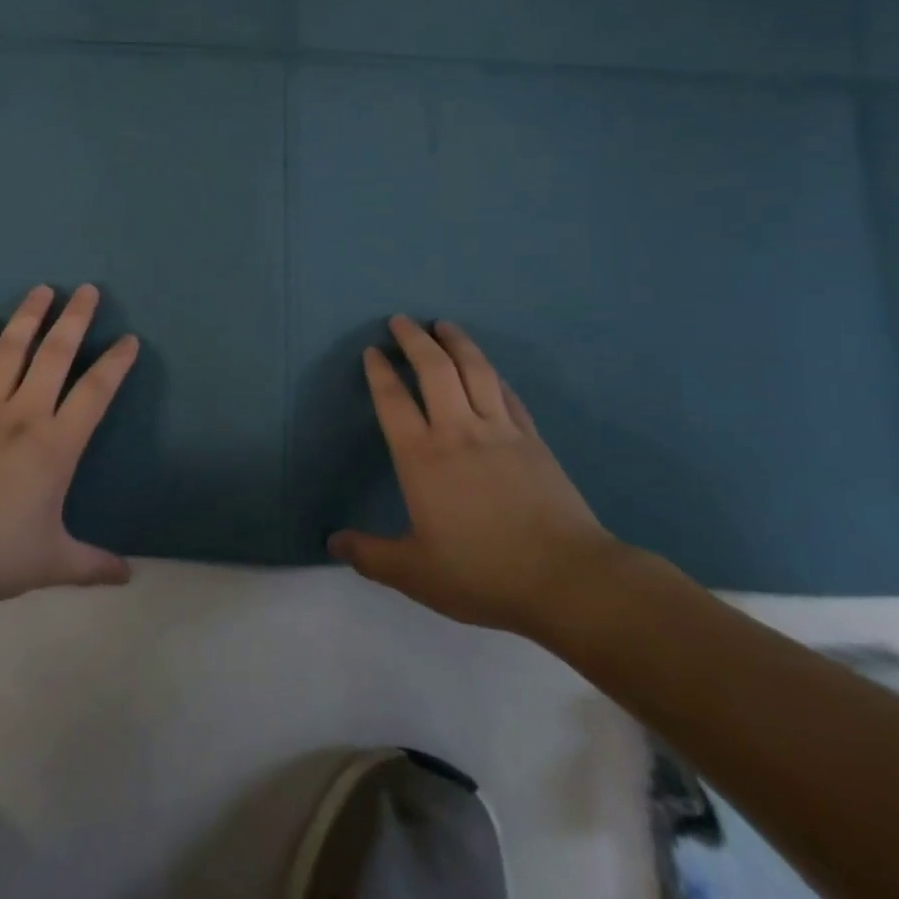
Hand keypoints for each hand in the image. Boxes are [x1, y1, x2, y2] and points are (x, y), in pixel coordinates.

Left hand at [0, 284, 137, 602]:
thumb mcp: (49, 562)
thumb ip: (91, 565)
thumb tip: (128, 576)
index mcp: (56, 445)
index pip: (95, 392)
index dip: (115, 363)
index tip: (128, 340)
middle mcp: (24, 414)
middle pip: (55, 354)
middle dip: (75, 318)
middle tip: (86, 289)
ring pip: (10, 349)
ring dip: (28, 316)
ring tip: (41, 290)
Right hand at [328, 316, 620, 637]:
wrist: (566, 579)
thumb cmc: (482, 573)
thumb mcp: (415, 573)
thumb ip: (370, 556)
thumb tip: (332, 542)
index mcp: (422, 457)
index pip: (393, 401)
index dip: (380, 371)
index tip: (373, 351)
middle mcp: (457, 431)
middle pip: (434, 370)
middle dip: (415, 339)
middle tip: (402, 320)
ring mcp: (500, 431)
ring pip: (475, 370)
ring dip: (457, 342)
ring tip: (444, 325)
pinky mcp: (532, 439)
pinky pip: (507, 394)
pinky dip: (492, 373)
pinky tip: (488, 368)